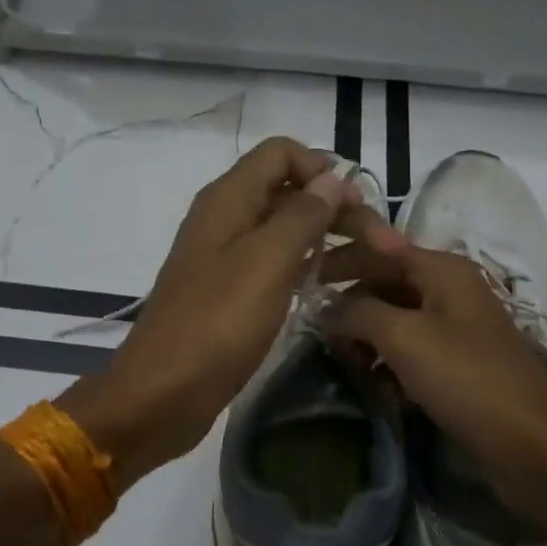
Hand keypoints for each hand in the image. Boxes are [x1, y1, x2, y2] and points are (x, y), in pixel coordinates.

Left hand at [62, 138, 384, 487]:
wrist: (162, 393)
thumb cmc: (216, 322)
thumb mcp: (266, 262)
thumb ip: (302, 215)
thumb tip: (332, 177)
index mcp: (228, 199)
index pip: (280, 152)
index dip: (321, 169)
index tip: (356, 204)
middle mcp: (227, 218)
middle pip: (289, 191)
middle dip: (337, 208)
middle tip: (384, 244)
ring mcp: (227, 256)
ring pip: (286, 229)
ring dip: (328, 238)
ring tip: (372, 265)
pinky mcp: (232, 292)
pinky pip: (275, 263)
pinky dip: (306, 265)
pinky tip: (333, 285)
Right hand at [320, 238, 546, 527]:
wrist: (535, 447)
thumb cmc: (467, 380)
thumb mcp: (404, 338)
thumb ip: (358, 312)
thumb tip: (323, 304)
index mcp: (442, 270)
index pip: (378, 249)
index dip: (339, 260)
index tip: (299, 279)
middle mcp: (450, 290)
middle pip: (385, 283)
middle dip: (350, 305)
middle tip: (317, 334)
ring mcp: (456, 328)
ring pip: (395, 319)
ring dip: (366, 338)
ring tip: (344, 364)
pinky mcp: (457, 364)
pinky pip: (411, 350)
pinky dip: (388, 362)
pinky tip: (374, 386)